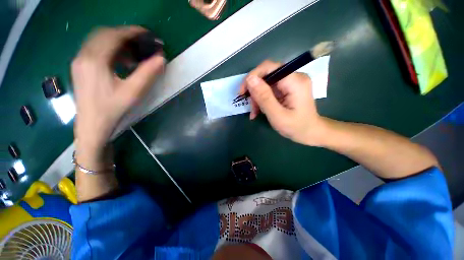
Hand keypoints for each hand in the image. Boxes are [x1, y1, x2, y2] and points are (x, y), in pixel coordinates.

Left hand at [72, 26, 164, 156]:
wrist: (92, 125)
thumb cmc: (112, 109)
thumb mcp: (133, 92)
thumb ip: (148, 73)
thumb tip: (161, 59)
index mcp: (94, 60)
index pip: (114, 35)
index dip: (133, 32)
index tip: (148, 34)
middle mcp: (83, 55)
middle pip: (104, 34)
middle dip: (126, 35)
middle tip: (143, 43)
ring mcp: (79, 60)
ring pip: (99, 40)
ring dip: (118, 42)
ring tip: (135, 54)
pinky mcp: (80, 66)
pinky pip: (95, 49)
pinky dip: (111, 49)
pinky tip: (122, 60)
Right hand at [240, 60, 326, 145]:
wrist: (311, 133)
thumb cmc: (296, 127)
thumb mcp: (277, 115)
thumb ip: (264, 97)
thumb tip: (250, 79)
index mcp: (295, 81)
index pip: (268, 67)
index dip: (252, 77)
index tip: (242, 92)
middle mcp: (294, 77)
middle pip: (266, 76)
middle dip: (254, 92)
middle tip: (251, 108)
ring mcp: (291, 82)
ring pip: (266, 84)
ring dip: (257, 98)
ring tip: (254, 113)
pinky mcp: (287, 88)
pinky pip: (269, 90)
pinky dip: (262, 100)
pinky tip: (259, 111)